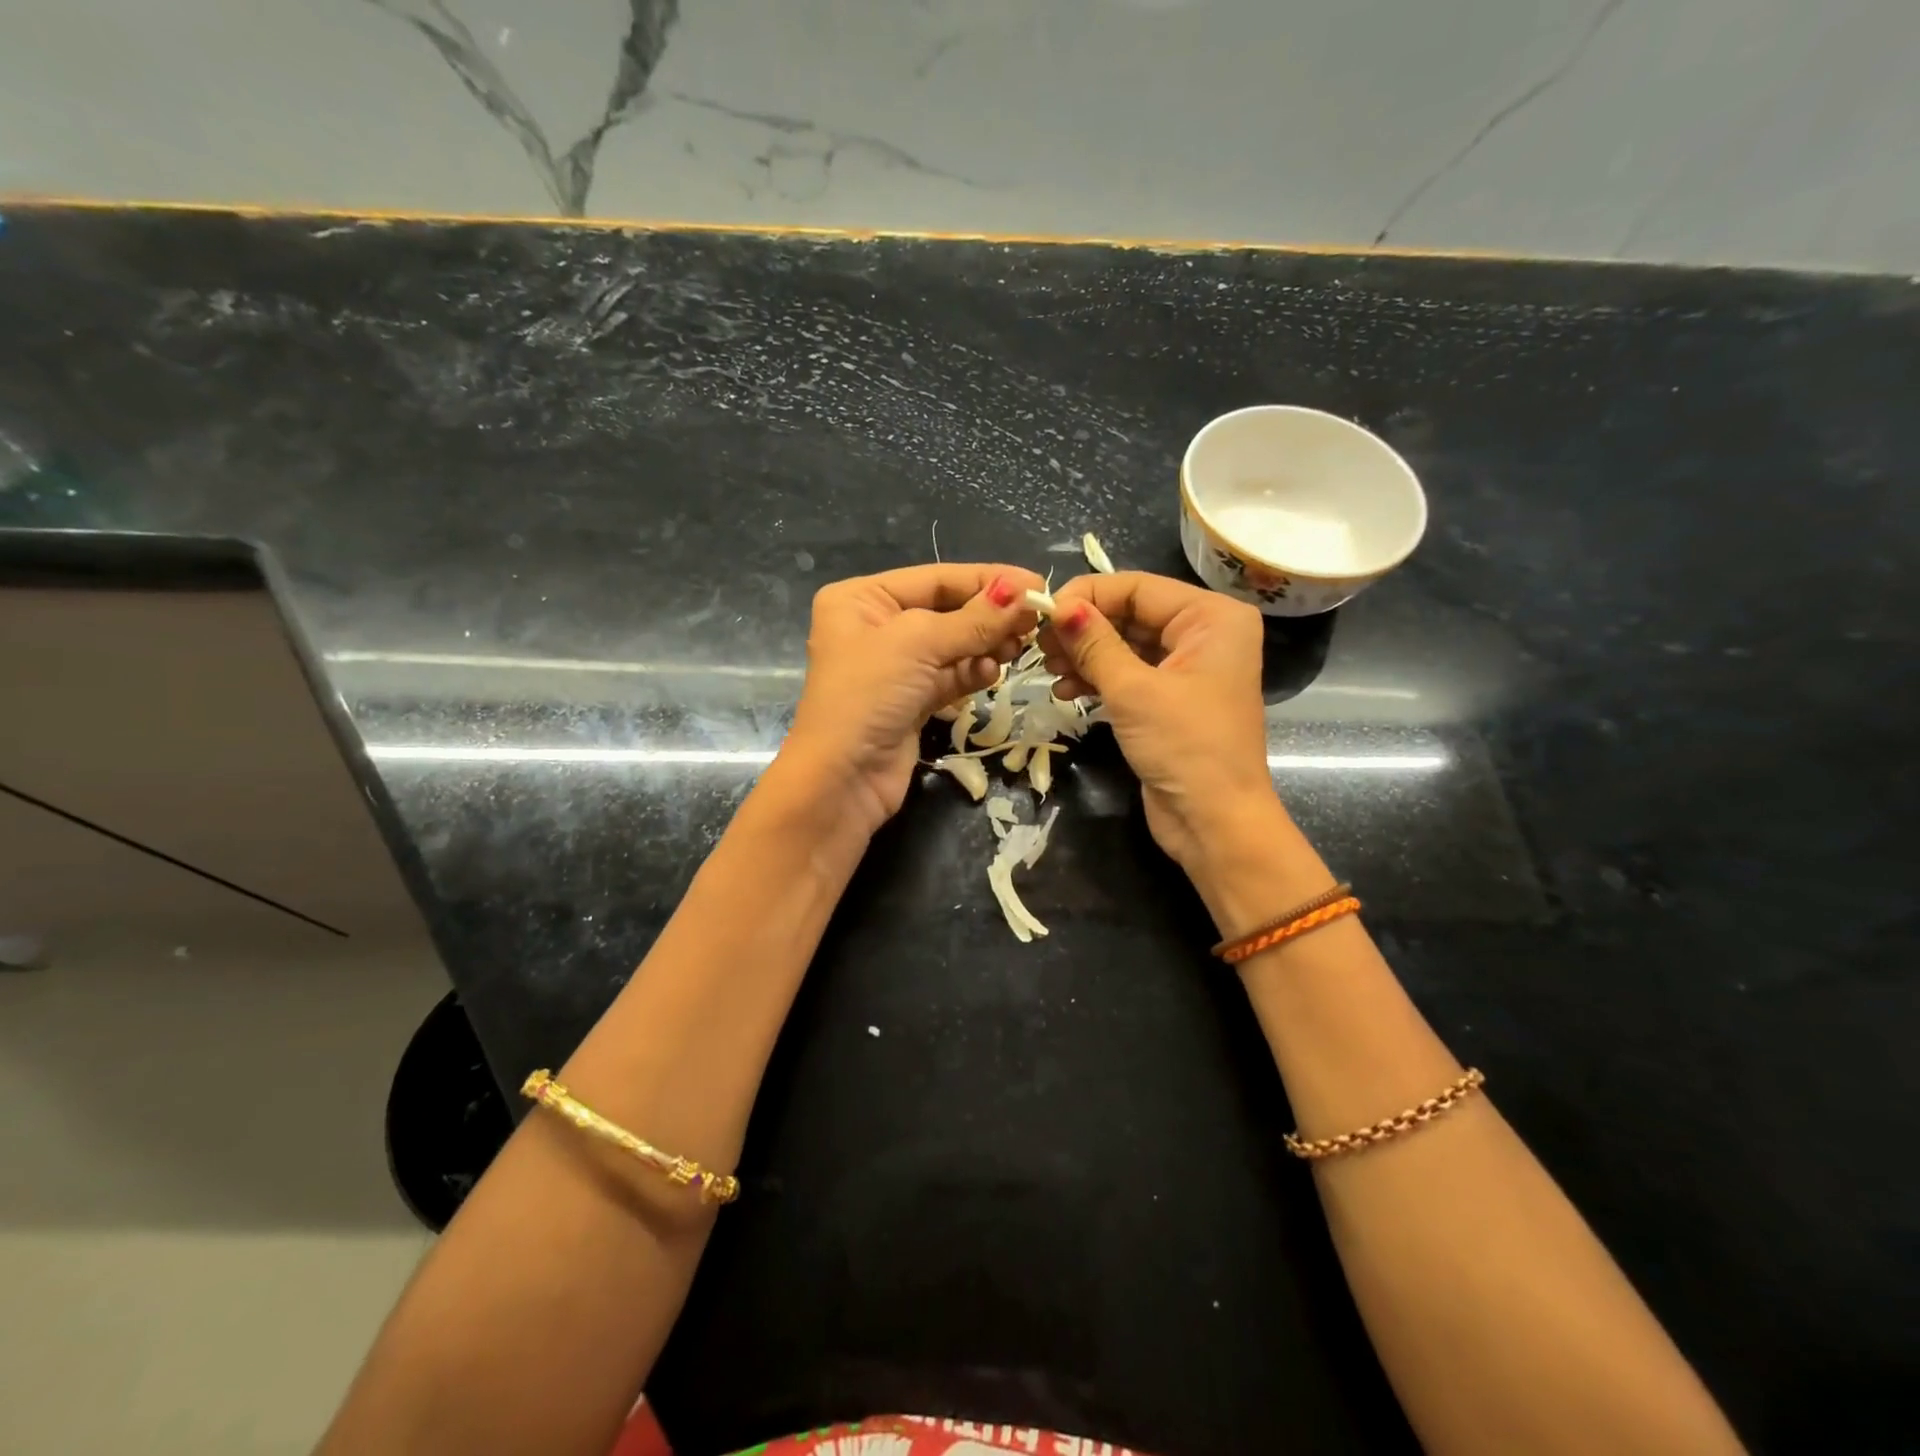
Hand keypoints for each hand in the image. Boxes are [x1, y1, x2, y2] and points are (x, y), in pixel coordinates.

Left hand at [782, 563, 1045, 833]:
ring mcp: (895, 667)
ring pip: (954, 645)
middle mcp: (876, 627)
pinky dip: (973, 673)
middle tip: (1033, 621)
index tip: (1037, 583)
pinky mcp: (912, 701)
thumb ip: (974, 619)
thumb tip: (1023, 590)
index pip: (936, 579)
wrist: (842, 780)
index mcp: (862, 599)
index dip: (987, 580)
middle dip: (989, 616)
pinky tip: (991, 674)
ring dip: (986, 645)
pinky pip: (951, 676)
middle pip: (947, 610)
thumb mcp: (919, 644)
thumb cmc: (868, 695)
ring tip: (1016, 649)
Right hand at [1041, 571, 1278, 866]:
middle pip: (1131, 613)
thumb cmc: (1184, 747)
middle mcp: (1204, 633)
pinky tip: (1065, 691)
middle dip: (1083, 629)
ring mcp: (1187, 667)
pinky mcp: (1170, 698)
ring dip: (1084, 655)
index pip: (1138, 587)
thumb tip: (1057, 605)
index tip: (1041, 612)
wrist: (1215, 823)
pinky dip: (1097, 678)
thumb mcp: (1133, 690)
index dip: (1087, 596)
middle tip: (1038, 645)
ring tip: (1048, 670)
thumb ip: (1094, 643)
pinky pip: (1128, 673)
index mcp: (1212, 617)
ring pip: (1125, 644)